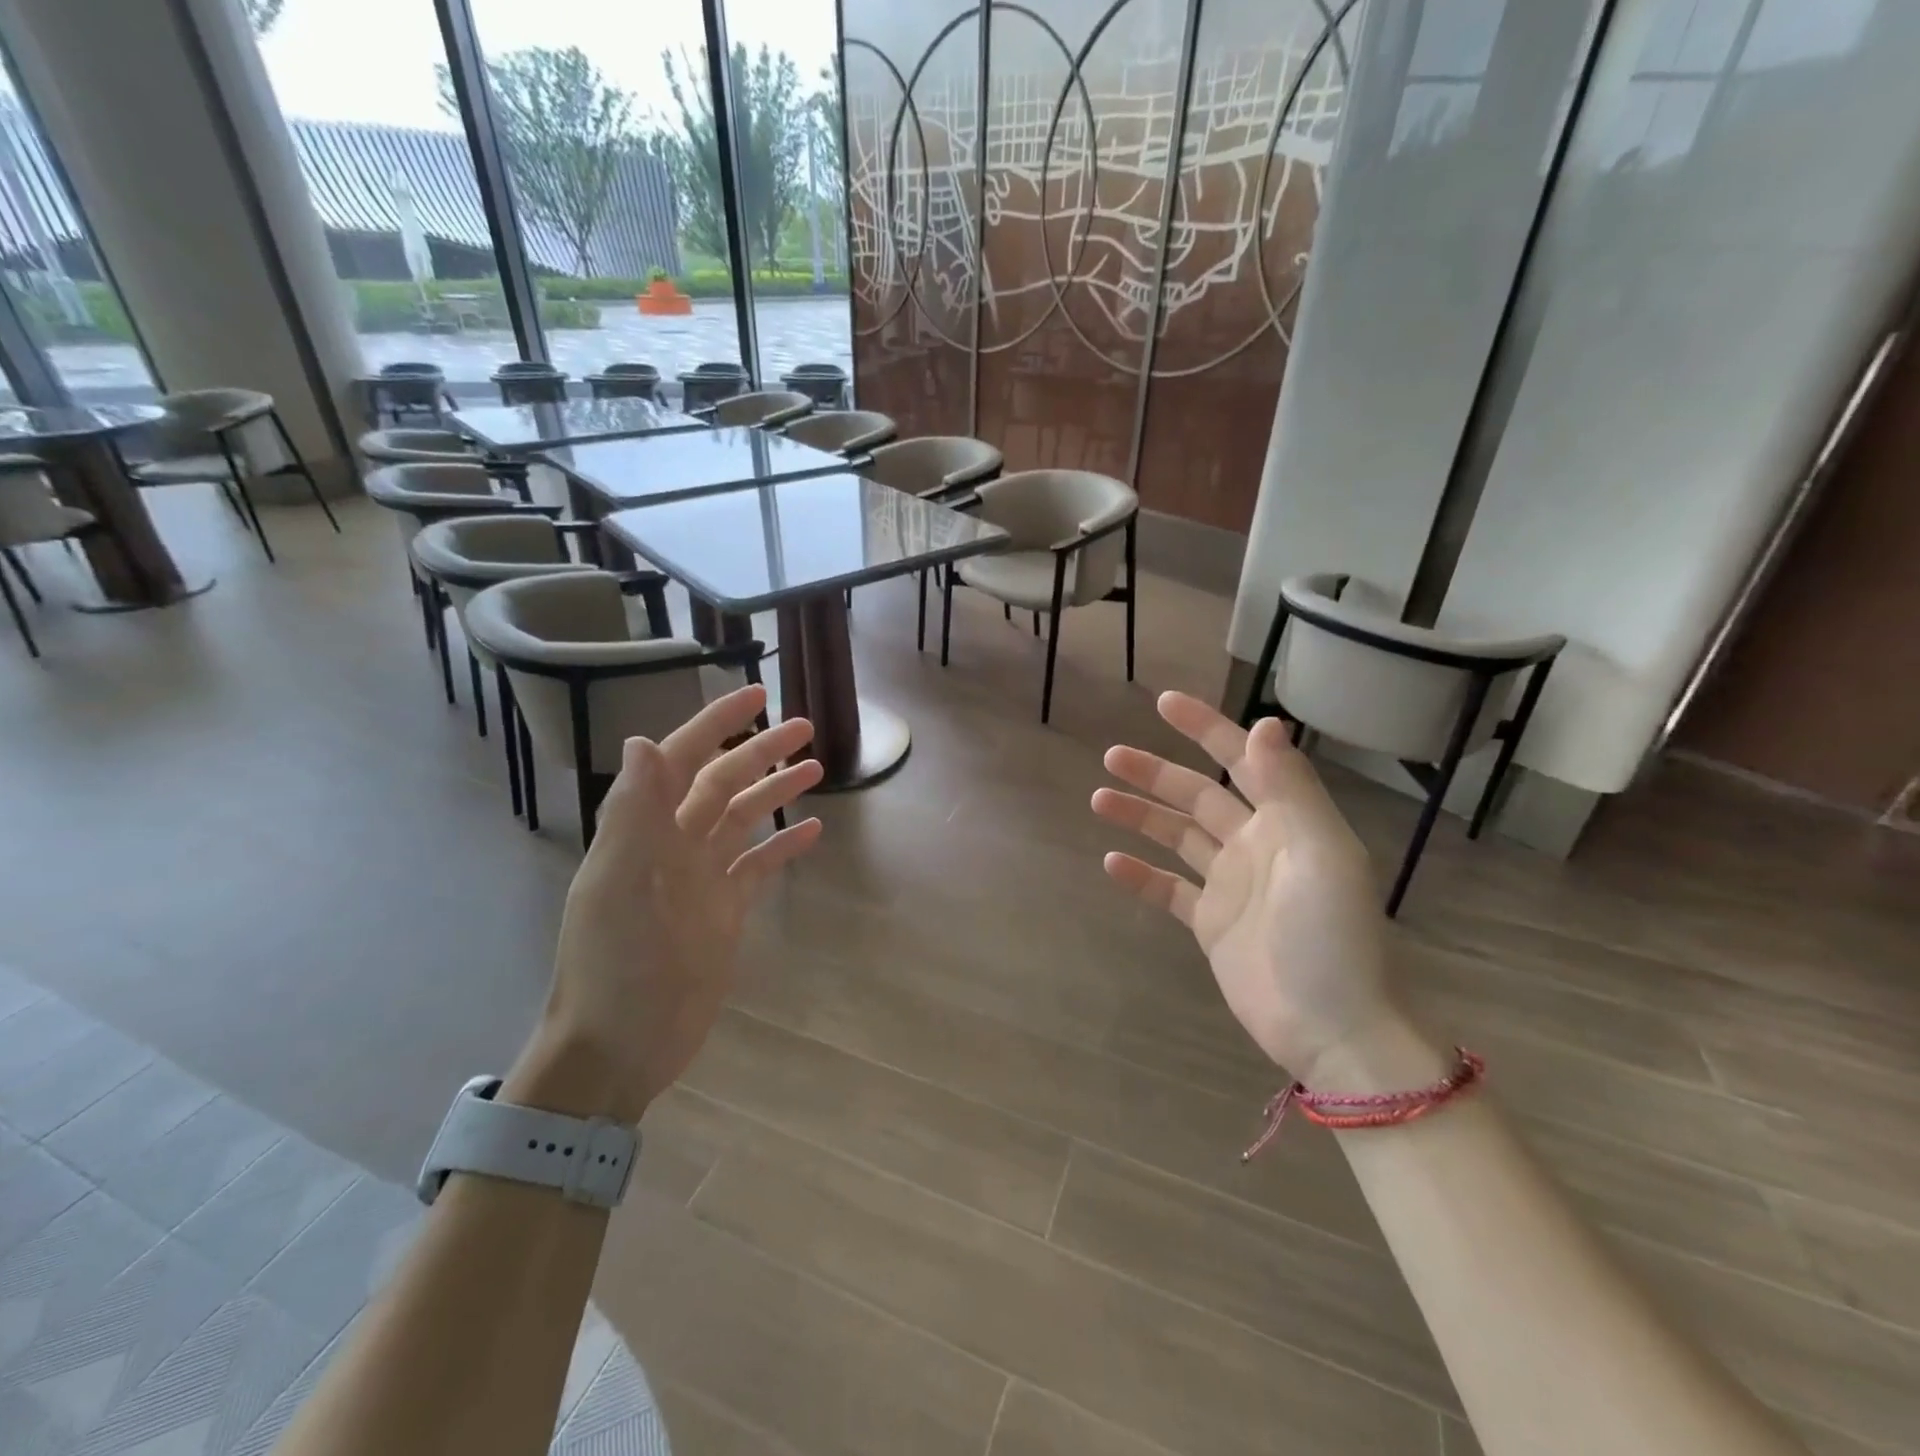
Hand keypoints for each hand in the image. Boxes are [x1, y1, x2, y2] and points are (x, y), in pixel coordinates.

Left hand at [507, 685, 823, 1123]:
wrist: (620, 1047)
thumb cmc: (616, 967)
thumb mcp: (621, 888)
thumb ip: (634, 815)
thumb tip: (642, 739)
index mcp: (644, 832)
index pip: (682, 759)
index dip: (716, 723)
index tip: (755, 693)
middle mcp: (673, 845)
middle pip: (722, 783)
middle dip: (760, 751)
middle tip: (805, 727)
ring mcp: (700, 879)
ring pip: (742, 820)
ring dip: (775, 792)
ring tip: (817, 768)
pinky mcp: (723, 912)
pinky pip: (757, 867)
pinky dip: (782, 847)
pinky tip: (812, 833)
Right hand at [1091, 692, 1396, 1080]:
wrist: (1333, 1029)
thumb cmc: (1330, 935)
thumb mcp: (1318, 852)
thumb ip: (1289, 787)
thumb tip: (1264, 721)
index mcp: (1287, 821)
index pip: (1242, 759)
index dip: (1206, 728)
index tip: (1164, 703)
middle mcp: (1256, 844)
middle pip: (1199, 795)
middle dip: (1157, 773)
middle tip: (1112, 756)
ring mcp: (1230, 885)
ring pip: (1178, 837)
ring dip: (1141, 816)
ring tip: (1098, 799)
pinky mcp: (1211, 924)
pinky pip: (1169, 890)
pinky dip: (1142, 876)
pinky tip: (1112, 863)